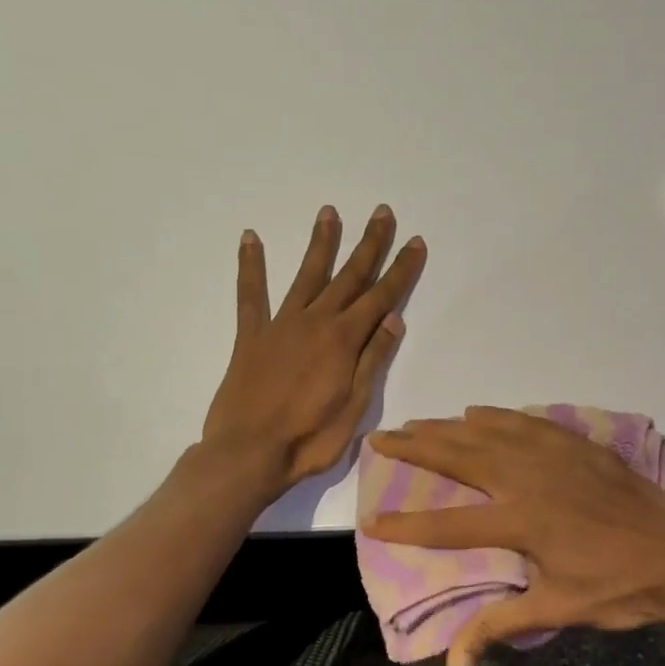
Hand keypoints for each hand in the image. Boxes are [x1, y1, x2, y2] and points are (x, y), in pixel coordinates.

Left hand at [202, 205, 424, 497]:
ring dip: (321, 243)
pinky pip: (251, 294)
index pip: (381, 297)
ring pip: (306, 275)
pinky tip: (251, 238)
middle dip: (369, 244)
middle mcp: (315, 322)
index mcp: (344, 340)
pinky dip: (251, 266)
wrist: (249, 453)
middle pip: (349, 276)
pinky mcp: (251, 336)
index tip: (415, 242)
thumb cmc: (310, 438)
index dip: (401, 270)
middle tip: (382, 212)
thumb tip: (393, 318)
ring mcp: (281, 325)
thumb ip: (372, 358)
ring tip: (330, 212)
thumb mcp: (356, 405)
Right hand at [363, 406, 664, 665]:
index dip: (407, 525)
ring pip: (492, 432)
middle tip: (383, 437)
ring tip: (420, 423)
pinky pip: (529, 422)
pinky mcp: (580, 446)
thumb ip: (499, 626)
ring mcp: (557, 456)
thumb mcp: (557, 610)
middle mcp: (531, 478)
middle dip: (417, 448)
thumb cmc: (618, 589)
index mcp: (523, 521)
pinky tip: (481, 412)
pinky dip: (500, 416)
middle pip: (462, 458)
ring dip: (451, 427)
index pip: (450, 523)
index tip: (371, 520)